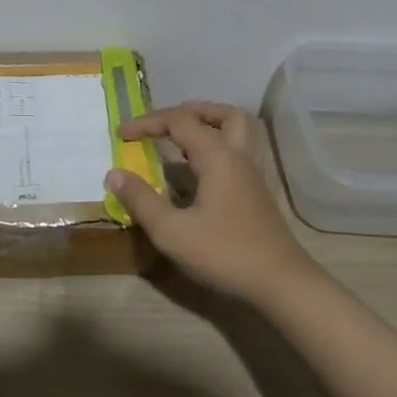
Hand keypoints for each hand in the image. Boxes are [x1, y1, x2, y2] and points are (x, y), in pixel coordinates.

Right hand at [107, 102, 315, 303]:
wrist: (282, 285)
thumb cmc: (225, 254)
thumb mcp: (172, 232)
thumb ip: (141, 199)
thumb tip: (114, 173)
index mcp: (217, 156)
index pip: (179, 121)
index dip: (147, 122)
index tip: (120, 134)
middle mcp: (238, 157)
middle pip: (223, 114)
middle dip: (190, 111)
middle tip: (164, 124)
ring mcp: (252, 175)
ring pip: (237, 132)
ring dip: (209, 126)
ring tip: (180, 141)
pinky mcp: (256, 194)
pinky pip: (237, 153)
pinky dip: (215, 149)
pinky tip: (197, 174)